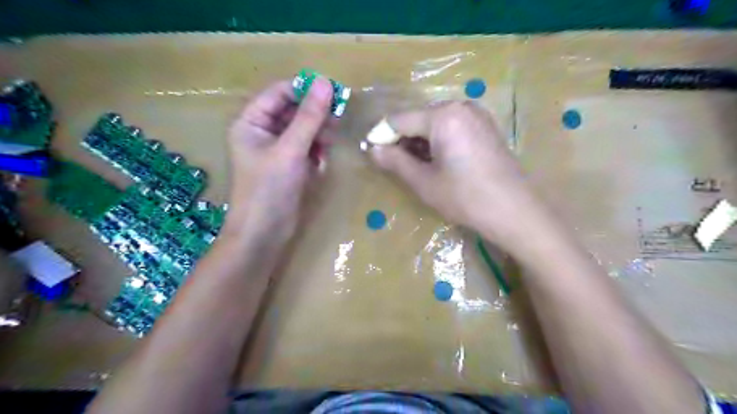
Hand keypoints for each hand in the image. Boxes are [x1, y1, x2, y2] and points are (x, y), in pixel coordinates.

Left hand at [223, 79, 335, 250]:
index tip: (334, 91)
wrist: (264, 234)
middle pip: (294, 111)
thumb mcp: (290, 150)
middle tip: (338, 119)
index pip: (280, 93)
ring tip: (328, 146)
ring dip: (318, 135)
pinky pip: (307, 149)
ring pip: (304, 131)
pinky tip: (319, 165)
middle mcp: (262, 132)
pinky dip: (316, 153)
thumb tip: (325, 83)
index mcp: (251, 122)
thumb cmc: (269, 190)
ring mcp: (277, 150)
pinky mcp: (290, 166)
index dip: (305, 89)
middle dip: (315, 116)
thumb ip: (309, 117)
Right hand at [371, 100, 542, 252]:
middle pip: (418, 118)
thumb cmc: (466, 198)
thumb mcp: (424, 182)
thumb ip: (395, 162)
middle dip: (401, 139)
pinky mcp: (485, 126)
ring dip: (419, 141)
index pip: (399, 120)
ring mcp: (476, 114)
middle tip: (392, 163)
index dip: (381, 136)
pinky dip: (437, 140)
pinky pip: (452, 126)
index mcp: (443, 116)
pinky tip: (436, 160)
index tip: (370, 153)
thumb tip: (372, 150)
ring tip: (413, 165)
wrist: (515, 211)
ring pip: (434, 122)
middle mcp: (460, 106)